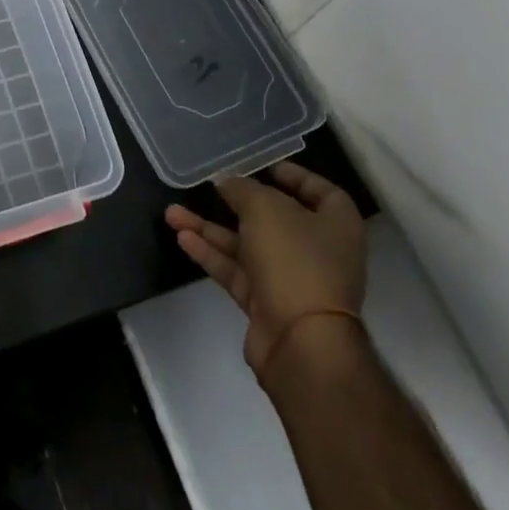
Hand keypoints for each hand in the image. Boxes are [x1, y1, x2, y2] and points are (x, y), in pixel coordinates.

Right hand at [165, 161, 365, 382]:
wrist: (300, 342)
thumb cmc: (295, 261)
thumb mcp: (265, 209)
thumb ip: (243, 190)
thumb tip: (227, 182)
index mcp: (336, 226)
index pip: (321, 192)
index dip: (296, 176)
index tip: (266, 167)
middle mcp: (318, 251)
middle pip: (276, 219)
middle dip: (238, 203)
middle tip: (211, 187)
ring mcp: (292, 280)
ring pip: (247, 246)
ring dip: (211, 229)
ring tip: (172, 212)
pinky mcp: (267, 304)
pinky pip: (236, 271)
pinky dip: (211, 254)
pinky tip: (183, 238)